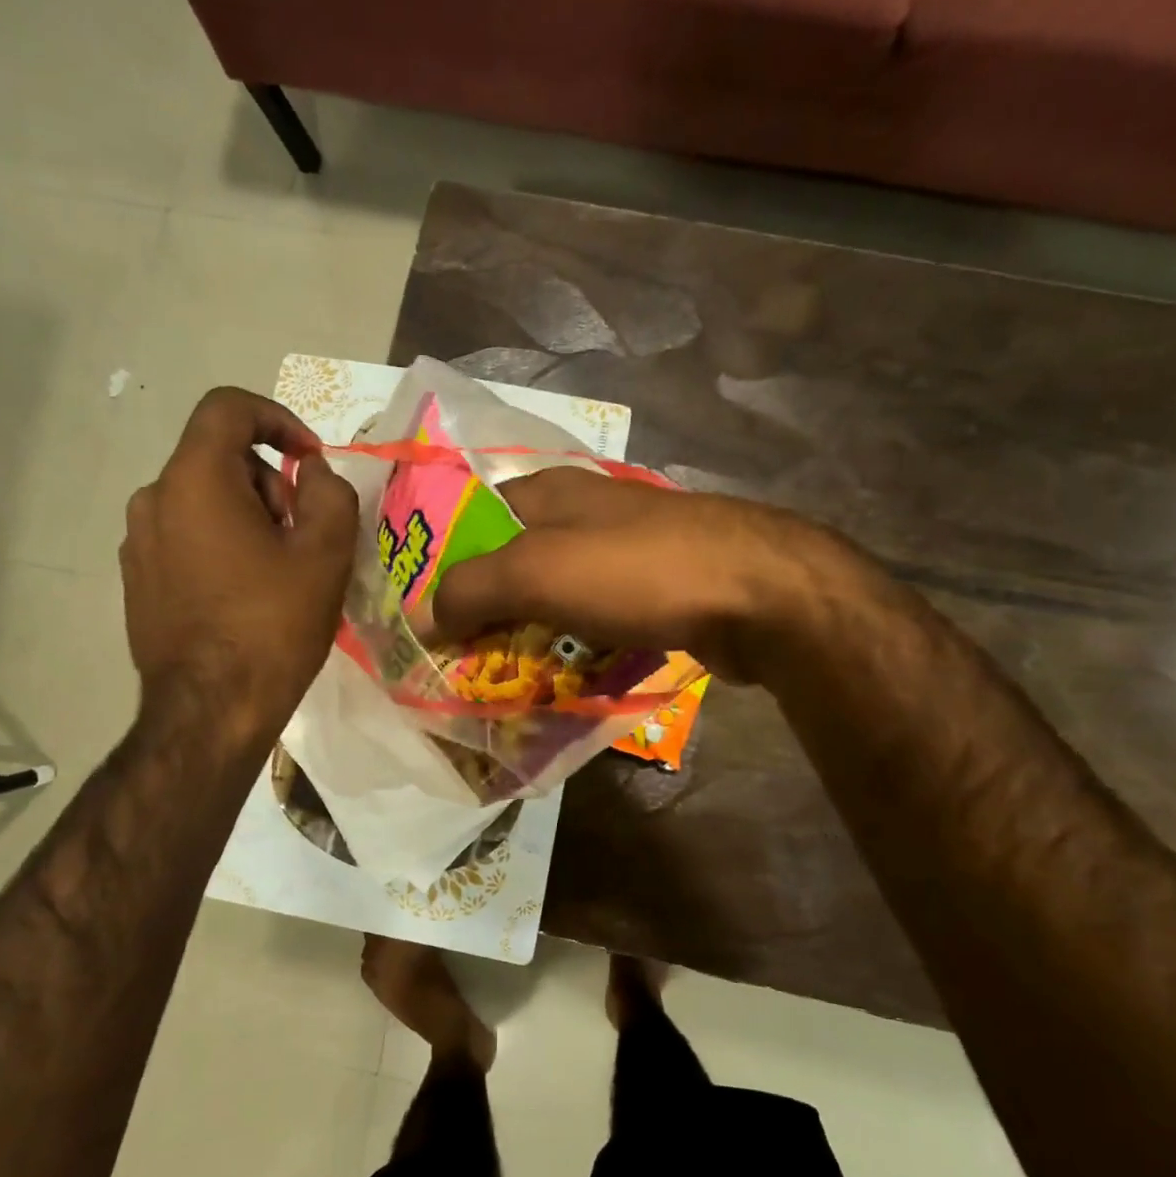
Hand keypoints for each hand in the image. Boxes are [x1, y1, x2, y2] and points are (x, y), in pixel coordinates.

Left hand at [121, 388, 356, 735]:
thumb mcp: (325, 554)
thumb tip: (312, 475)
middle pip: (219, 458)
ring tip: (281, 572)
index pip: (229, 407)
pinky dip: (222, 545)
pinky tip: (248, 596)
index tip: (312, 461)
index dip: (278, 419)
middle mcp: (153, 499)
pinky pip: (186, 538)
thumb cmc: (273, 626)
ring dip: (249, 517)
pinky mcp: (138, 580)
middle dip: (271, 483)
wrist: (211, 712)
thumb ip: (329, 493)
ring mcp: (138, 543)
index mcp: (194, 480)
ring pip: (203, 500)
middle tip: (305, 534)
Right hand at [428, 466, 830, 682]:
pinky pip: (595, 625)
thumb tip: (420, 618)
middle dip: (486, 614)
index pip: (471, 523)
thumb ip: (470, 590)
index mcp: (547, 492)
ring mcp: (623, 555)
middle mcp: (583, 515)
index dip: (442, 567)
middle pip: (513, 566)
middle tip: (458, 664)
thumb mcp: (537, 572)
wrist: (755, 594)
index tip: (424, 620)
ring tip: (502, 684)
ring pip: (555, 600)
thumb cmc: (636, 570)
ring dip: (530, 638)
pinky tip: (563, 682)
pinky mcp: (654, 593)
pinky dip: (575, 650)